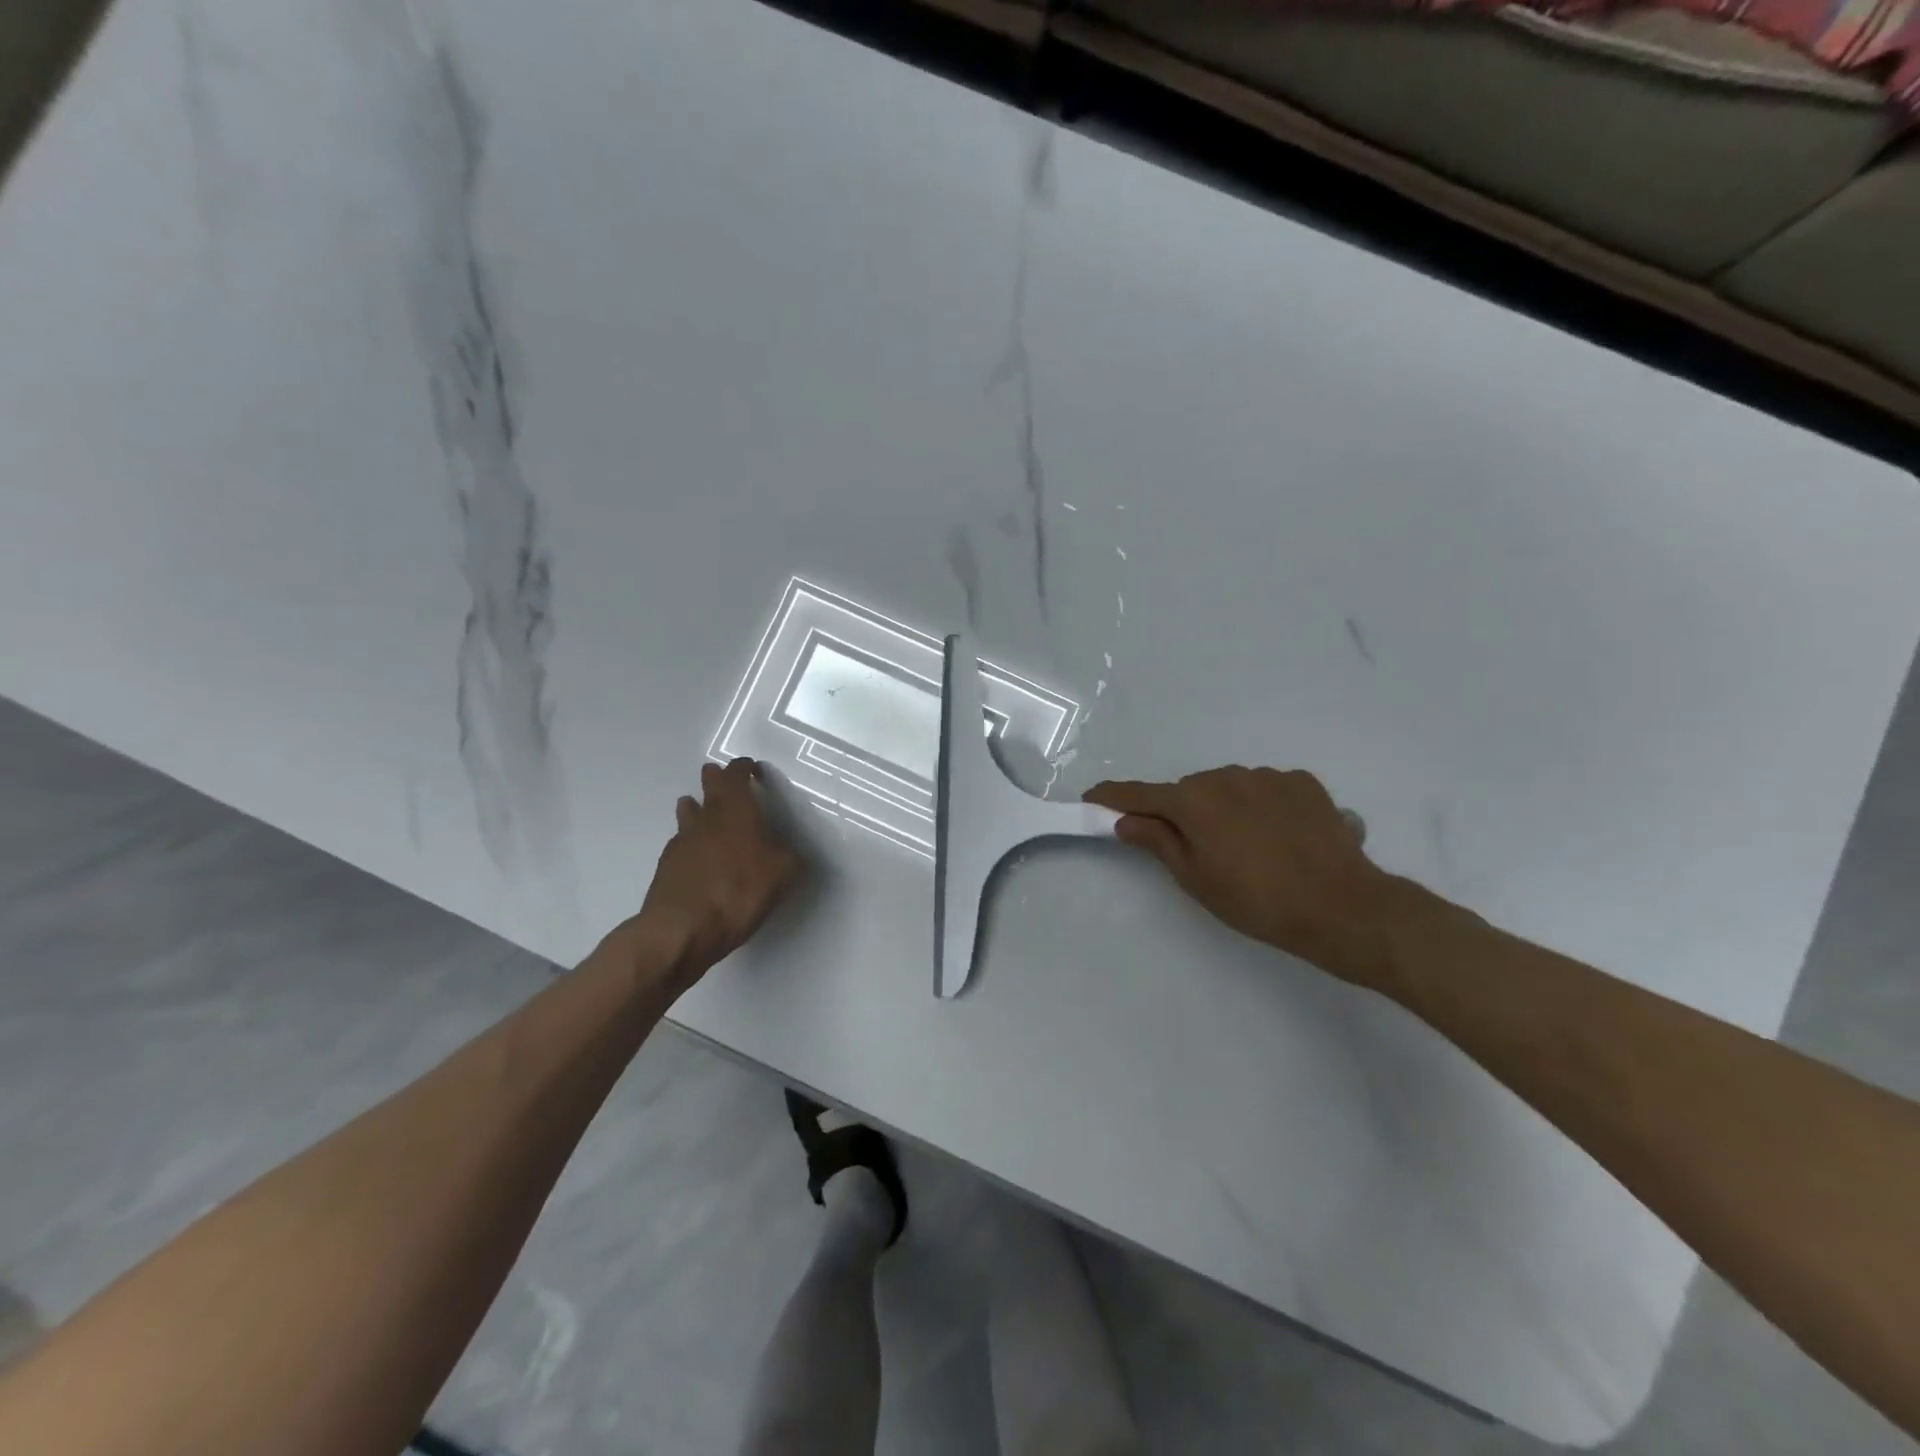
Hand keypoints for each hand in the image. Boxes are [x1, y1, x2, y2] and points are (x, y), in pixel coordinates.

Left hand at [616, 759, 799, 992]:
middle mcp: (707, 816)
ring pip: (688, 809)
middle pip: (708, 784)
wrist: (682, 929)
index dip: (744, 768)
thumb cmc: (739, 892)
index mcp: (737, 809)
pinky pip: (681, 841)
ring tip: (706, 813)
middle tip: (727, 783)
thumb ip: (790, 858)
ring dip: (697, 806)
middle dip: (717, 778)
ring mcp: (683, 839)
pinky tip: (700, 857)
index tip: (753, 770)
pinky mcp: (667, 864)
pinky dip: (691, 841)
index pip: (737, 774)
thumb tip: (791, 853)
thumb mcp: (783, 875)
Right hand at [1085, 766, 1399, 988]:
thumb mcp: (1195, 878)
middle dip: (1181, 812)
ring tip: (1246, 848)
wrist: (1340, 906)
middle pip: (1188, 792)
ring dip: (1224, 809)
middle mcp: (1226, 776)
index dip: (1113, 796)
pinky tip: (1279, 837)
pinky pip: (1266, 790)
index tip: (1092, 797)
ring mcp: (1268, 776)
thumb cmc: (1256, 900)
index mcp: (1193, 800)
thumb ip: (1157, 841)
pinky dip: (1261, 807)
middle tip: (1193, 850)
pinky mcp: (1303, 783)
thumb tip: (1125, 820)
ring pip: (1229, 788)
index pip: (1140, 794)